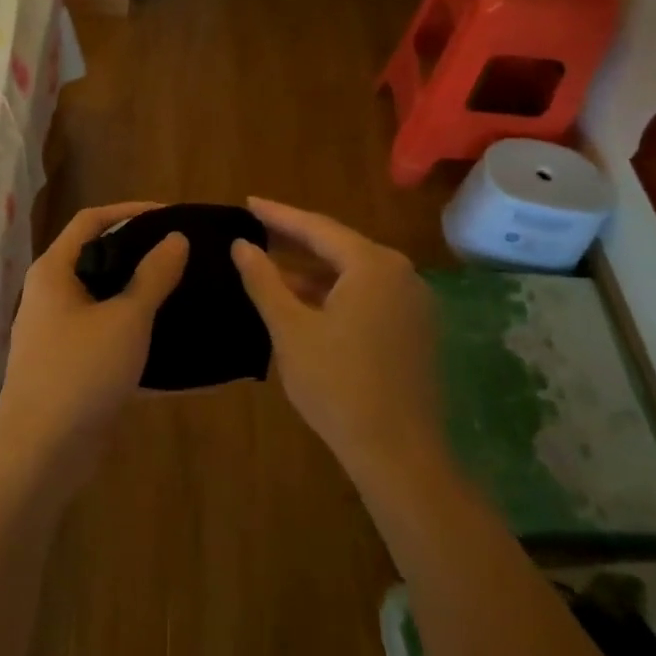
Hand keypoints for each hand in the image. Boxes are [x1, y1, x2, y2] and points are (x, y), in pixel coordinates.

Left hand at [0, 202, 188, 481]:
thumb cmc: (81, 372)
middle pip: (98, 259)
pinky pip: (108, 339)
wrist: (41, 453)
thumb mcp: (126, 319)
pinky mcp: (71, 367)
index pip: (91, 221)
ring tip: (185, 293)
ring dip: (142, 297)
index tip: (171, 215)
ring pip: (106, 301)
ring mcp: (58, 333)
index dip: (131, 211)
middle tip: (183, 255)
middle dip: (140, 254)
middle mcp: (51, 296)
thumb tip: (176, 238)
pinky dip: (137, 338)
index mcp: (54, 272)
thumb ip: (154, 275)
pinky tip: (176, 347)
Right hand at [230, 197, 440, 480]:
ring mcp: (412, 302)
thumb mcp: (290, 329)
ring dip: (312, 271)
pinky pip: (367, 295)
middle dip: (295, 240)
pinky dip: (333, 293)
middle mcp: (400, 273)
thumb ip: (264, 281)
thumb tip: (241, 245)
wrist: (398, 452)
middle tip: (256, 229)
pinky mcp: (414, 328)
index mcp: (373, 265)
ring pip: (352, 274)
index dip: (278, 215)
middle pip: (338, 246)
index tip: (247, 203)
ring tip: (270, 266)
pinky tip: (304, 302)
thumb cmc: (337, 385)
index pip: (317, 227)